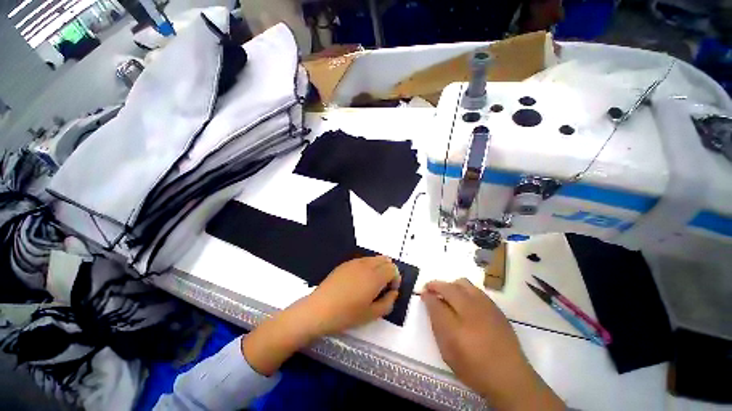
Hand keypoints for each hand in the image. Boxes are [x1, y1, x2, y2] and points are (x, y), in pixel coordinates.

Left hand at [302, 255, 400, 335]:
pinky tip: (359, 281)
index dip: (396, 279)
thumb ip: (388, 302)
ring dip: (378, 267)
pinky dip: (368, 266)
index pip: (393, 268)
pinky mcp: (345, 264)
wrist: (319, 309)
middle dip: (389, 271)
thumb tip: (393, 292)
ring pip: (374, 258)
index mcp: (375, 277)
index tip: (390, 290)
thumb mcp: (371, 315)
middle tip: (383, 287)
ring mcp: (355, 262)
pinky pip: (363, 260)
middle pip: (385, 260)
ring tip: (372, 284)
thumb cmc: (347, 315)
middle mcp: (367, 265)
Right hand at [422, 279, 562, 409]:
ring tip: (447, 294)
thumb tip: (431, 304)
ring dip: (450, 285)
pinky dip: (464, 289)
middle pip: (448, 287)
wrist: (510, 376)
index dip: (427, 295)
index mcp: (455, 326)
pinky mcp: (494, 306)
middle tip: (430, 289)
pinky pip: (475, 289)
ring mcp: (485, 305)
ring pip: (462, 282)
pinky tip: (464, 300)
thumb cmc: (474, 368)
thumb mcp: (448, 352)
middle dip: (436, 285)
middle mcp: (470, 310)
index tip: (423, 293)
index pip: (435, 302)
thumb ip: (437, 325)